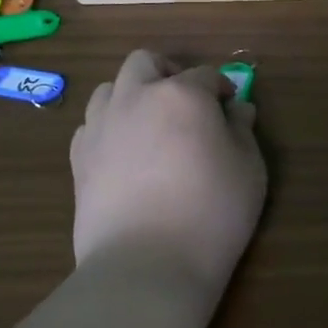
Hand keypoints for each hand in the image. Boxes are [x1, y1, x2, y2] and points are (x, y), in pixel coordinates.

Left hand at [71, 51, 265, 288]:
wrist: (146, 265)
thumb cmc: (212, 213)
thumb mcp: (249, 169)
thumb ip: (243, 131)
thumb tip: (237, 110)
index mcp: (181, 94)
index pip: (206, 75)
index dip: (222, 89)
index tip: (231, 110)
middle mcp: (136, 97)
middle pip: (146, 62)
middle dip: (168, 72)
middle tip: (186, 102)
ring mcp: (101, 126)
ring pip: (110, 88)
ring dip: (132, 95)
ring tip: (150, 126)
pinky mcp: (78, 158)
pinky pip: (91, 125)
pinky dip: (109, 128)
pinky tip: (125, 155)